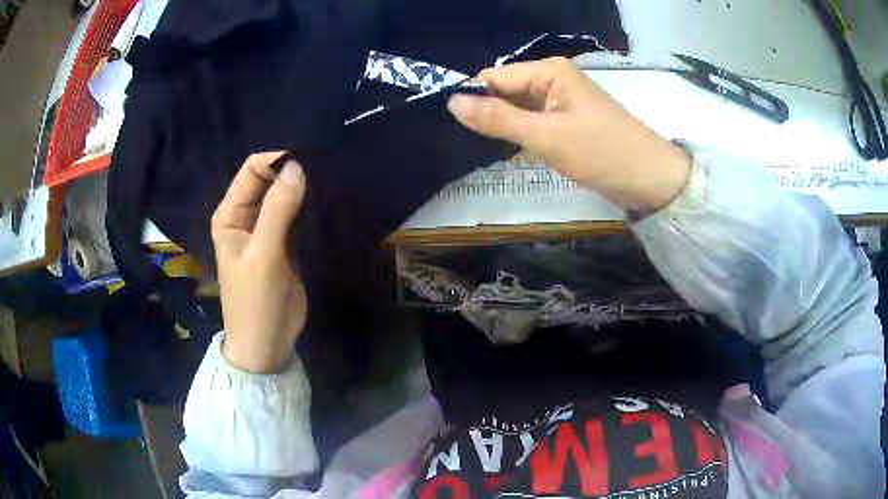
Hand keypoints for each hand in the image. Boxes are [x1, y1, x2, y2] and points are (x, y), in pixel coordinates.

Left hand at [211, 152, 307, 372]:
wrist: (266, 345)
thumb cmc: (255, 302)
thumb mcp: (264, 255)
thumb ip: (278, 211)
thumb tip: (297, 166)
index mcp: (229, 214)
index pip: (251, 171)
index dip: (275, 159)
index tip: (308, 155)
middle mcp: (244, 216)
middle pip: (266, 179)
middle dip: (290, 169)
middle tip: (323, 161)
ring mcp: (264, 229)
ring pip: (281, 195)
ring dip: (300, 185)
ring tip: (327, 172)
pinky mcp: (282, 242)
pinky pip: (293, 214)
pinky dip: (306, 204)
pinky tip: (324, 195)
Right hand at [447, 57, 690, 211]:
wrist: (650, 180)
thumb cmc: (601, 153)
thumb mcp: (546, 136)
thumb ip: (498, 118)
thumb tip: (452, 101)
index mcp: (549, 71)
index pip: (495, 77)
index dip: (474, 99)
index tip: (455, 127)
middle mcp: (554, 79)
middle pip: (506, 90)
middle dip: (489, 114)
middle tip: (469, 143)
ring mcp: (562, 101)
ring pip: (519, 108)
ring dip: (505, 126)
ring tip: (484, 148)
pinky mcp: (569, 122)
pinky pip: (535, 121)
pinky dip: (522, 135)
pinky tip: (511, 150)